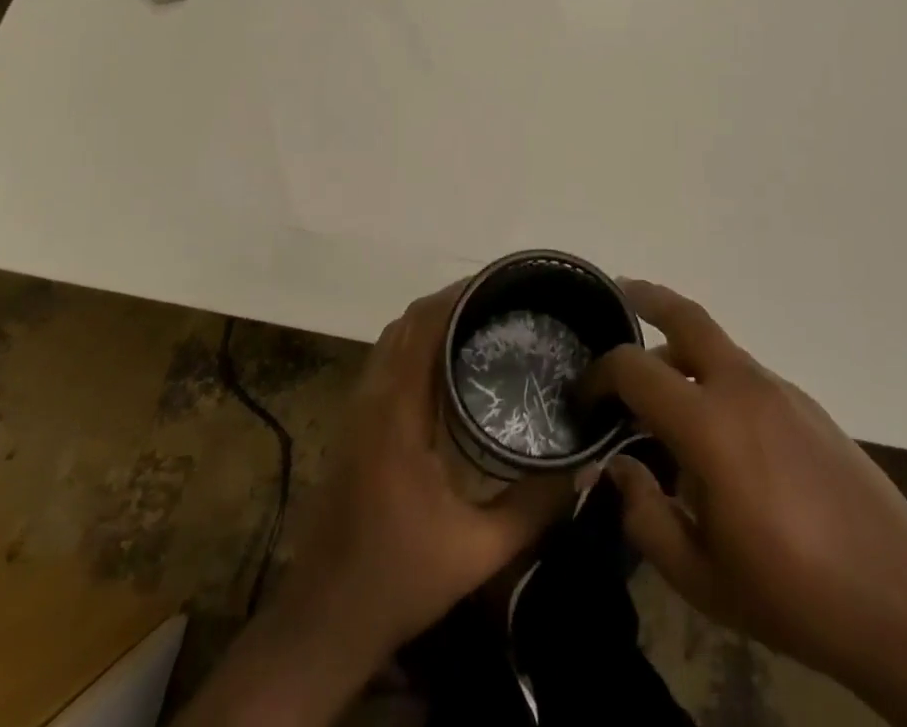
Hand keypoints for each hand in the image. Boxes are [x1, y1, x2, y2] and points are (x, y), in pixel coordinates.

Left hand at [278, 283, 571, 667]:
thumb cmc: (398, 580)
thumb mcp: (478, 552)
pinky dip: (417, 342)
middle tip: (503, 300)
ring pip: (394, 338)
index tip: (501, 284)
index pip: (423, 328)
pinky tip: (449, 361)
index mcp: (397, 415)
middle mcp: (372, 399)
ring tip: (483, 320)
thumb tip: (584, 465)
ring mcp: (357, 410)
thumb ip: (533, 507)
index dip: (459, 296)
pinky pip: (387, 360)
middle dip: (452, 300)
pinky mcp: (354, 424)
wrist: (322, 621)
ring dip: (432, 319)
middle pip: (407, 322)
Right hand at [591, 281, 906, 726]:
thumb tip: (619, 466)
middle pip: (687, 315)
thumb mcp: (700, 576)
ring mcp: (780, 390)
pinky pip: (745, 374)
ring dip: (680, 346)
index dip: (599, 374)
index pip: (635, 368)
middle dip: (647, 297)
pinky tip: (715, 426)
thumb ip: (645, 515)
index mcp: (708, 423)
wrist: (902, 598)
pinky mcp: (807, 404)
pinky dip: (715, 377)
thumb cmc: (792, 593)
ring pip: (717, 345)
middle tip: (616, 294)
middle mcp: (742, 387)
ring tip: (657, 379)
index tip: (583, 397)